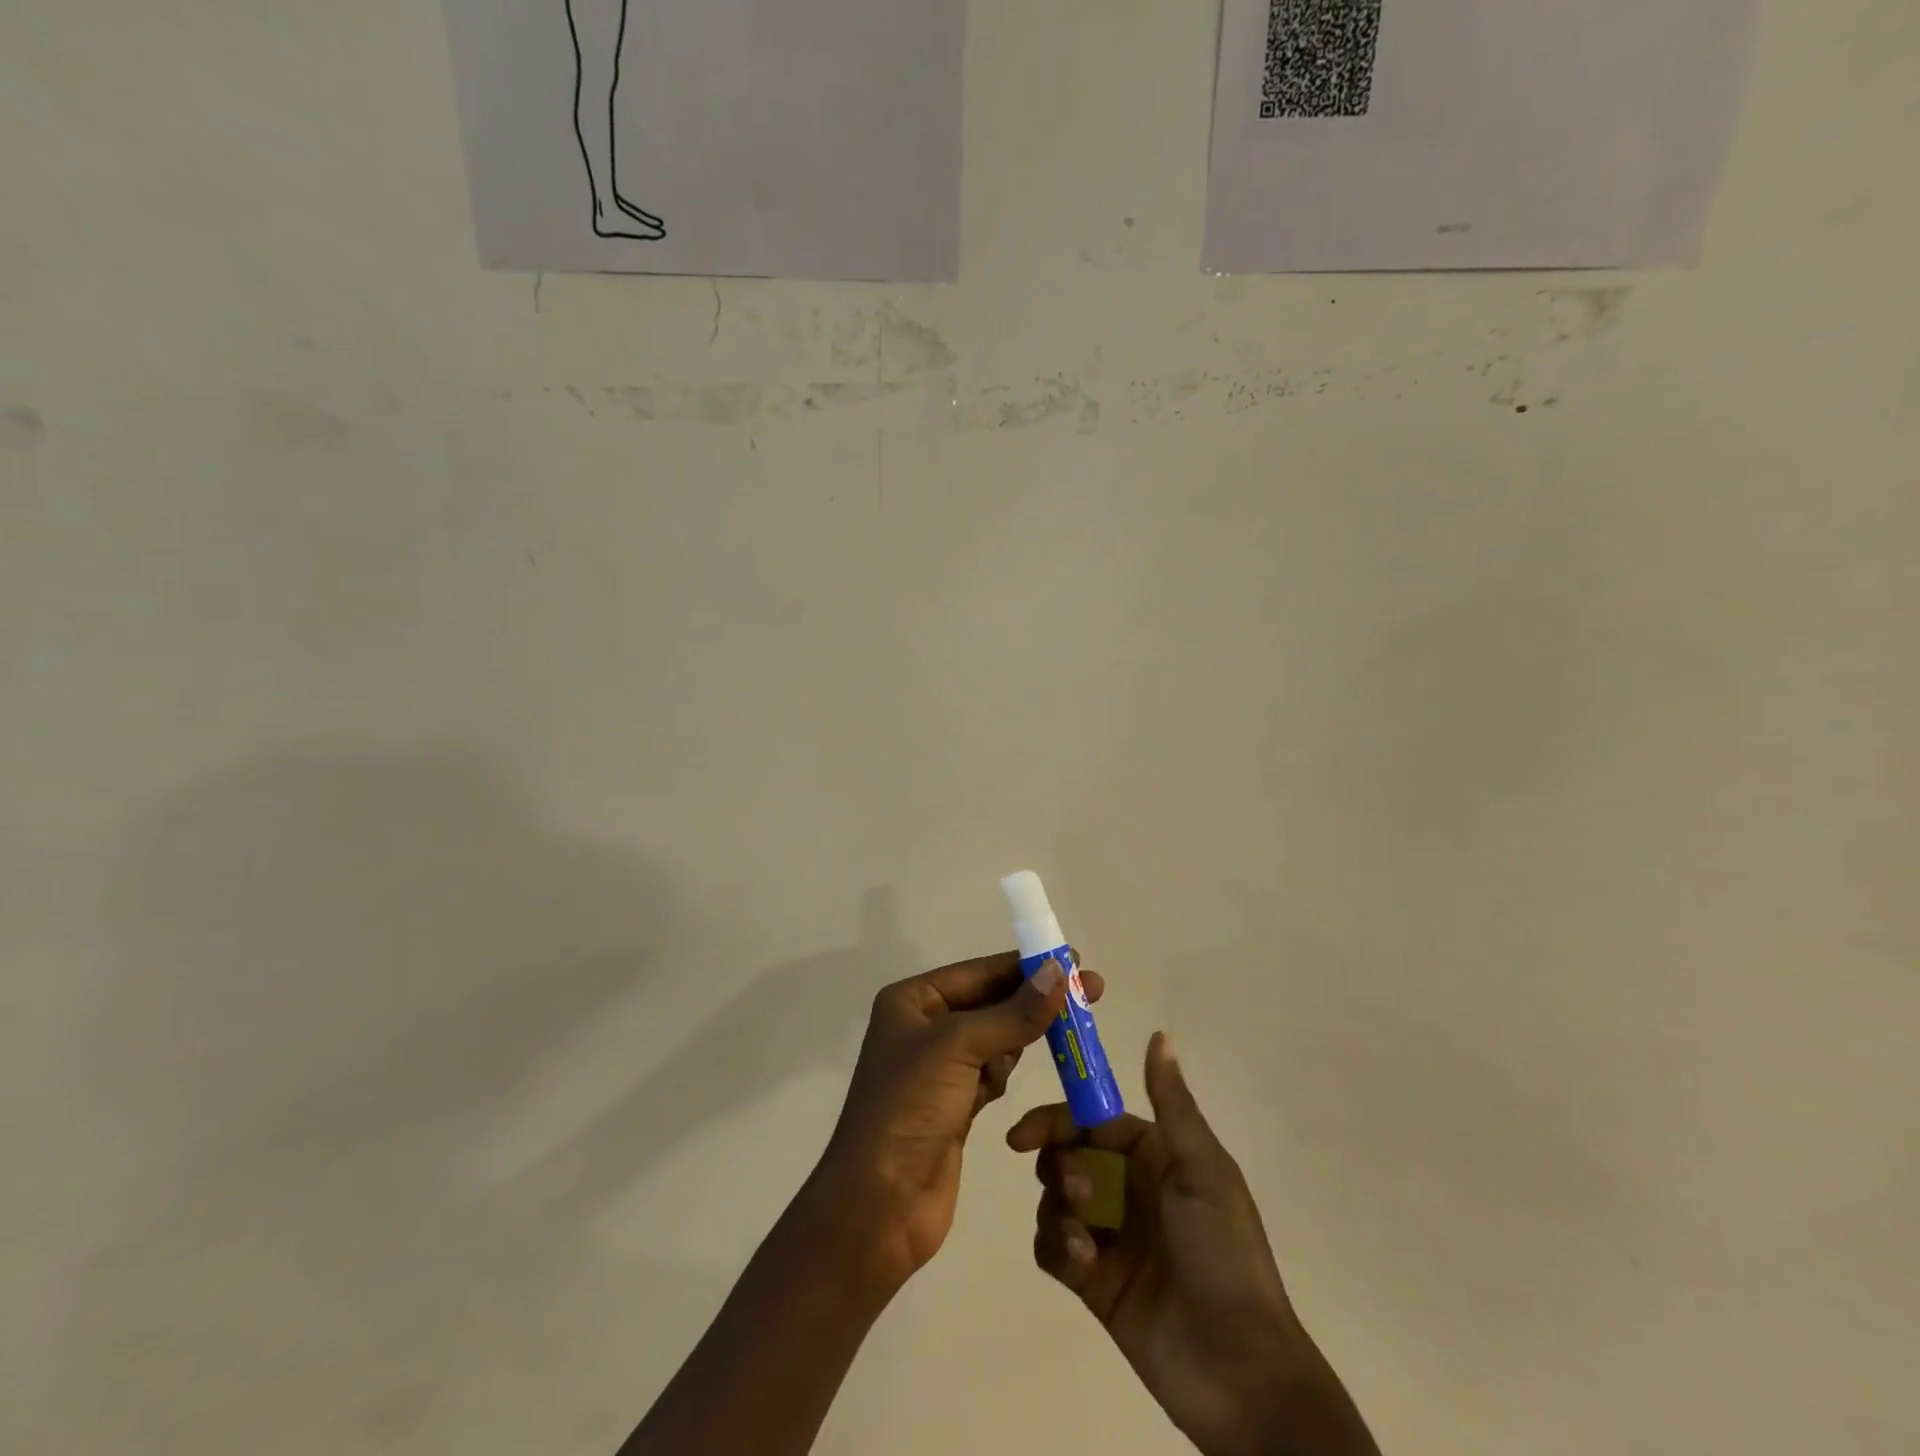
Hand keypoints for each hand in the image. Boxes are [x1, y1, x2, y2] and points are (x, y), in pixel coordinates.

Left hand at [811, 951, 1103, 1296]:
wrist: (879, 1205)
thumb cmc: (909, 1108)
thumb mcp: (959, 1047)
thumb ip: (1013, 1012)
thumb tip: (1058, 970)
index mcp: (911, 1001)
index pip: (978, 971)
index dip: (1025, 965)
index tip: (1073, 960)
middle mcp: (923, 1028)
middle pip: (990, 1003)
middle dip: (1033, 1001)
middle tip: (1089, 992)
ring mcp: (938, 1070)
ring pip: (995, 1038)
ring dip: (1019, 1039)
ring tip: (1057, 1038)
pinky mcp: (954, 1106)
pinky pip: (991, 1074)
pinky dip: (1003, 1073)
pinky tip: (1006, 1080)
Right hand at [1008, 1034, 1377, 1455]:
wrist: (1241, 1371)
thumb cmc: (1224, 1253)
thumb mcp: (1202, 1169)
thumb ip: (1171, 1102)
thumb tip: (1160, 1033)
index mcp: (1153, 1156)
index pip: (1091, 1121)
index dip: (1057, 1120)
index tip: (1022, 1134)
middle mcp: (1127, 1187)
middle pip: (1066, 1156)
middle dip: (1058, 1167)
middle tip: (1075, 1194)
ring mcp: (1109, 1235)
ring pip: (1054, 1201)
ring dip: (1057, 1211)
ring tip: (1084, 1240)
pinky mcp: (1094, 1281)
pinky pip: (1053, 1249)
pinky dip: (1057, 1248)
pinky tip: (1081, 1263)